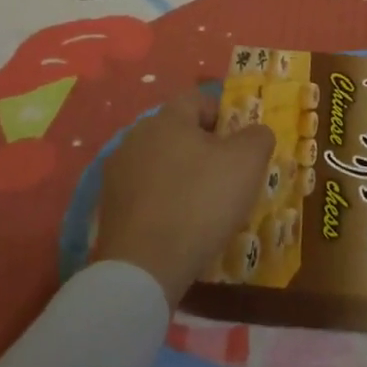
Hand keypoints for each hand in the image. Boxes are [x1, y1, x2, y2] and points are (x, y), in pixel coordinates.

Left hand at [89, 86, 273, 308]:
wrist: (144, 267)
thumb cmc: (200, 202)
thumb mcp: (247, 163)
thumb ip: (258, 137)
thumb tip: (255, 133)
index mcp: (167, 118)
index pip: (198, 99)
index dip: (223, 117)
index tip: (239, 147)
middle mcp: (136, 136)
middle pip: (177, 131)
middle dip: (203, 148)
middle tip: (226, 177)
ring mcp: (117, 172)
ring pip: (160, 162)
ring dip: (181, 175)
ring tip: (202, 207)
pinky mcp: (108, 206)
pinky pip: (144, 192)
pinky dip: (162, 202)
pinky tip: (177, 226)